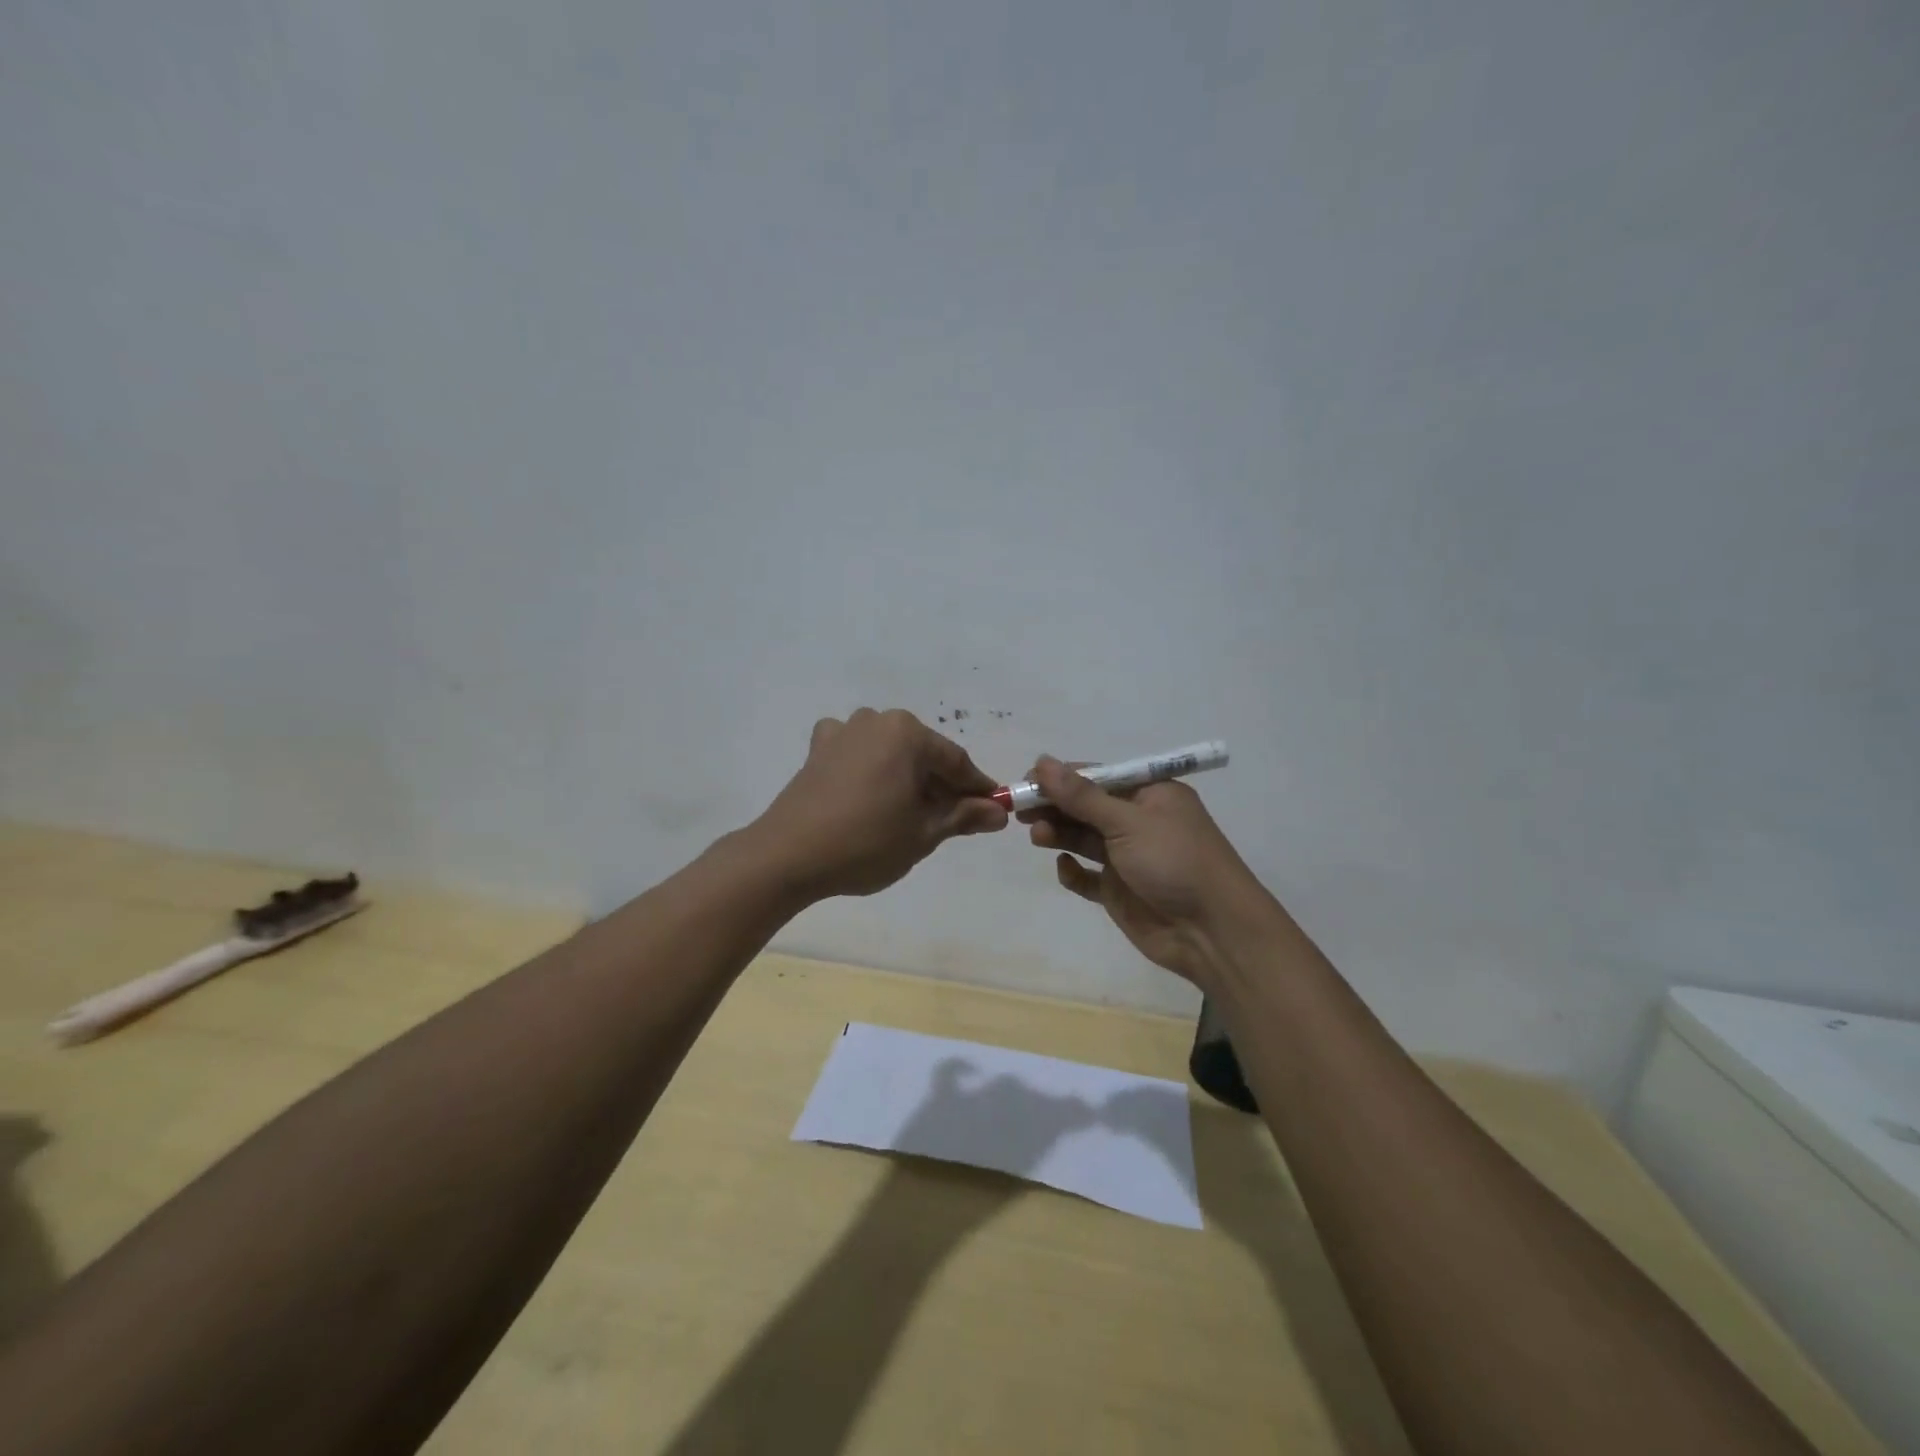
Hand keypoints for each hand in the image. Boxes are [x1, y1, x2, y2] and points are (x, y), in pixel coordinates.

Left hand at [748, 709, 1008, 899]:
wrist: (788, 855)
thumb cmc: (867, 842)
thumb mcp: (924, 833)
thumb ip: (964, 816)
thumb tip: (999, 813)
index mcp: (907, 733)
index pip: (956, 762)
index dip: (977, 789)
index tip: (993, 812)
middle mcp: (876, 720)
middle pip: (923, 755)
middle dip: (941, 786)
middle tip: (953, 822)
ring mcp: (843, 732)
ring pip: (891, 754)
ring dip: (907, 779)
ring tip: (912, 815)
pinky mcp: (818, 750)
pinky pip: (858, 755)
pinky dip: (872, 772)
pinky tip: (870, 795)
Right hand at [1020, 756, 1267, 982]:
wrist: (1212, 932)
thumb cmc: (1175, 862)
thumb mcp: (1127, 821)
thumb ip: (1081, 795)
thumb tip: (1042, 761)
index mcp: (1149, 793)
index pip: (1097, 776)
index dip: (1061, 778)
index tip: (1027, 781)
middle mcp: (1138, 821)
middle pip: (1085, 806)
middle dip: (1054, 807)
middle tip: (1021, 811)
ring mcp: (1128, 857)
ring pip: (1082, 838)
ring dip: (1059, 834)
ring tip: (1037, 837)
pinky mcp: (1119, 890)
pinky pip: (1087, 876)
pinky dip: (1073, 871)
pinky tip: (1066, 869)